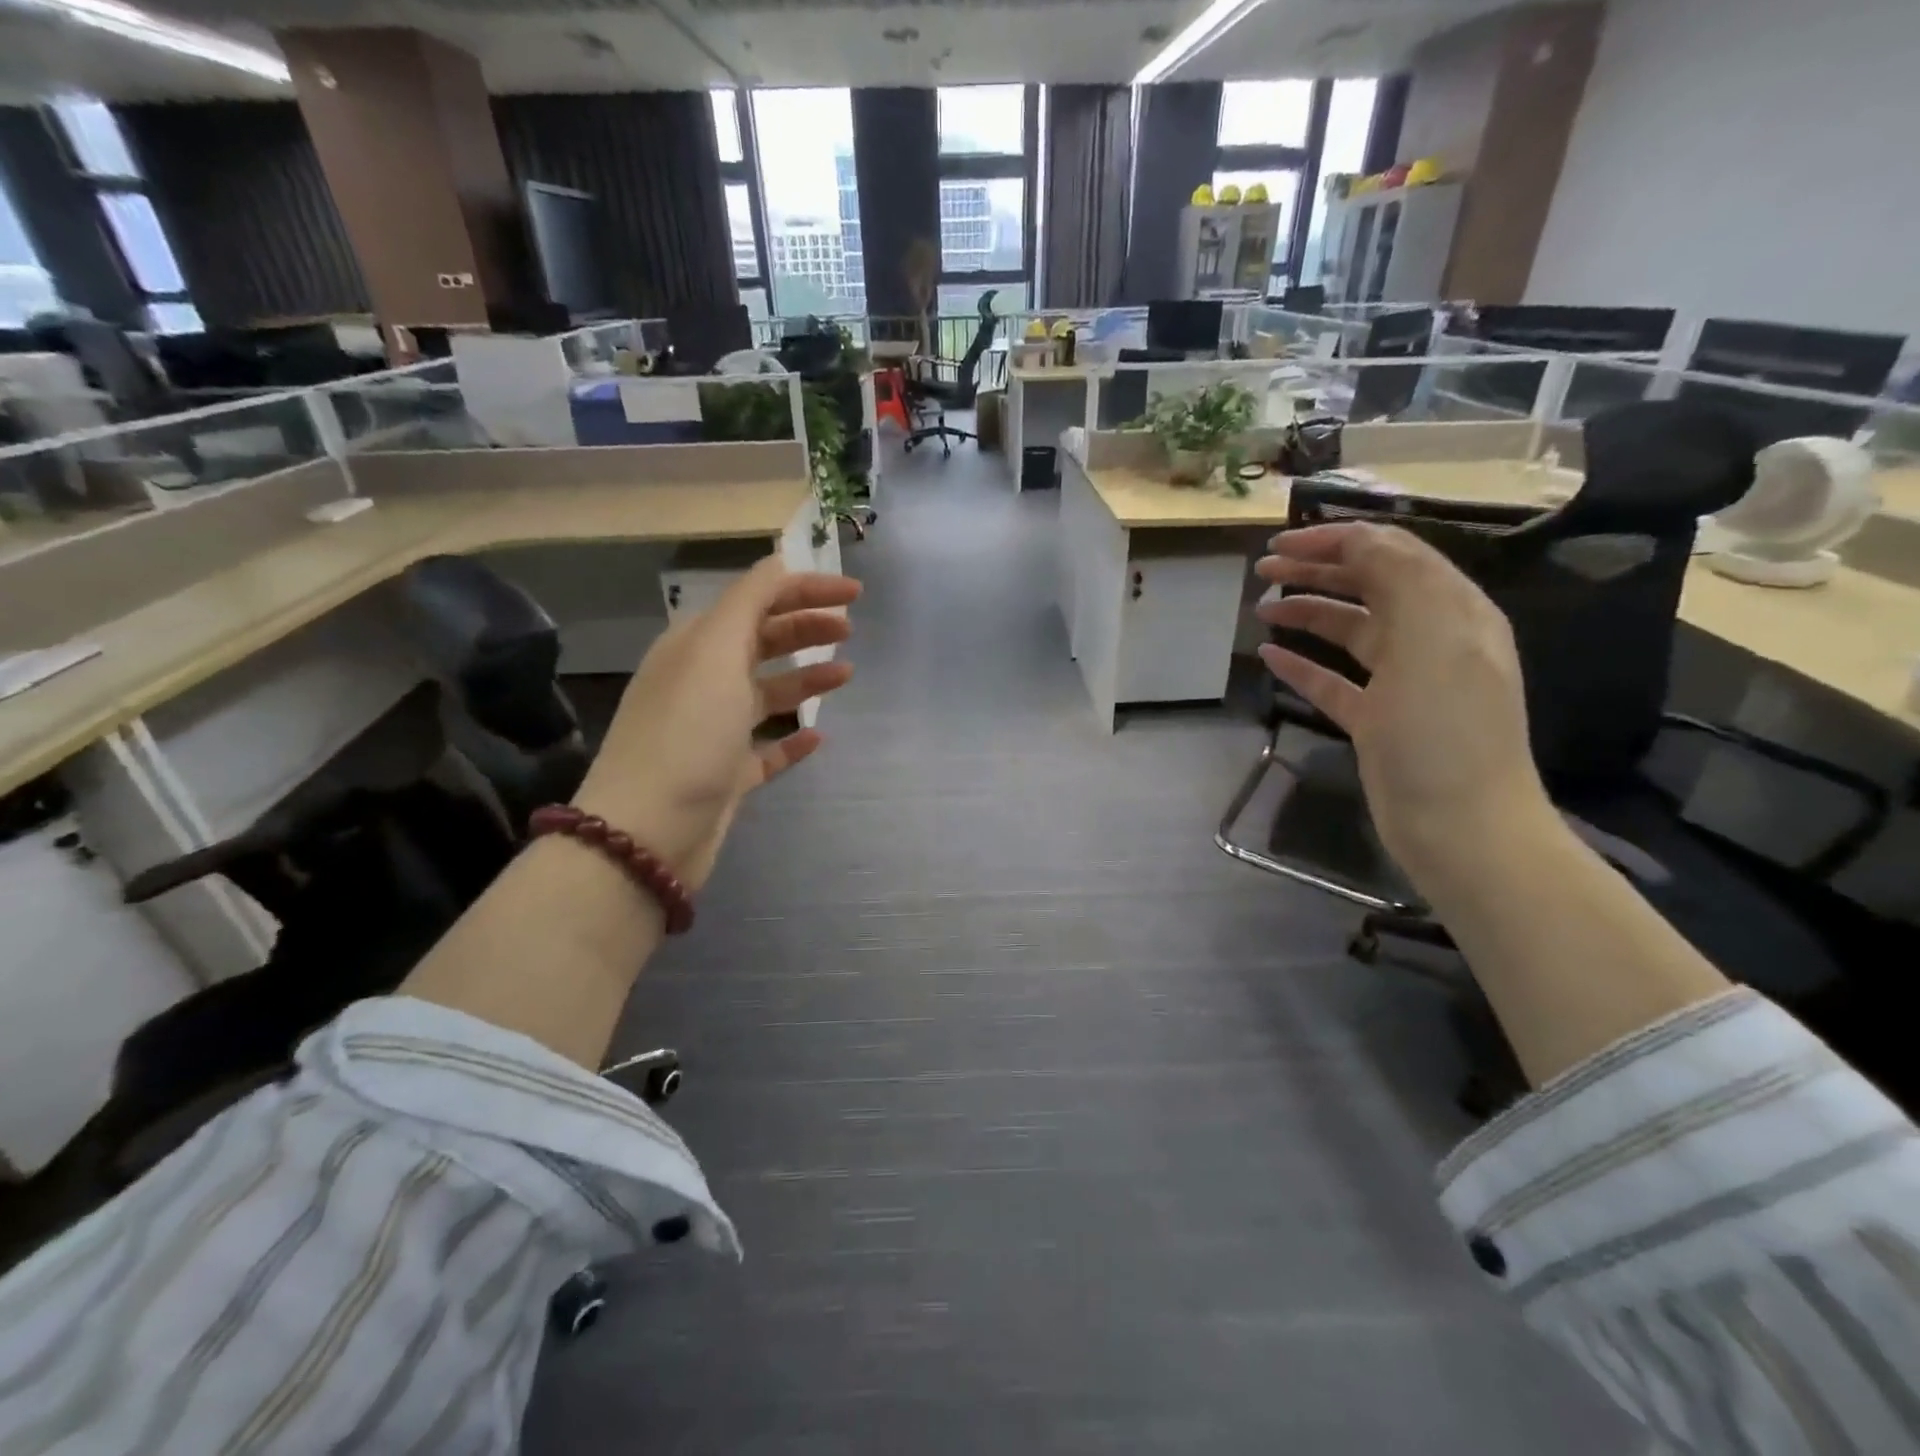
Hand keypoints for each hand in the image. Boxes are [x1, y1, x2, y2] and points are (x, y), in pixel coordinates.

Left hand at [573, 559, 859, 888]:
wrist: (648, 829)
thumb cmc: (687, 732)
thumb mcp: (716, 652)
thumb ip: (749, 601)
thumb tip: (778, 562)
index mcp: (695, 646)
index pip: (755, 601)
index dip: (804, 590)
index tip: (854, 594)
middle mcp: (702, 682)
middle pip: (762, 643)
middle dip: (805, 629)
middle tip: (849, 630)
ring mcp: (714, 731)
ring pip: (767, 693)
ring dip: (805, 679)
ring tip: (846, 674)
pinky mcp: (726, 775)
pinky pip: (766, 748)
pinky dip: (791, 738)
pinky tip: (818, 736)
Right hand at [1254, 523, 1554, 887]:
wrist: (1460, 827)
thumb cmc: (1444, 730)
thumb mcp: (1431, 640)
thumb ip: (1400, 579)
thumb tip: (1360, 541)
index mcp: (1452, 611)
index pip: (1393, 554)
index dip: (1338, 540)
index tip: (1282, 543)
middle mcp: (1430, 639)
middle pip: (1368, 587)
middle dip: (1317, 570)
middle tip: (1263, 569)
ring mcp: (1403, 682)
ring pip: (1349, 630)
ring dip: (1307, 613)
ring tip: (1261, 609)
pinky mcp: (1377, 720)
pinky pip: (1334, 680)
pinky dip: (1303, 664)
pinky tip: (1270, 657)